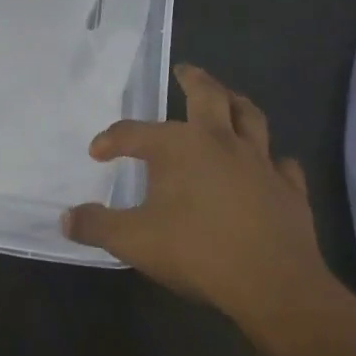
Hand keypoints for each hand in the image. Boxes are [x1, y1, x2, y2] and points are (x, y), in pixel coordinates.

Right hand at [62, 64, 355, 337]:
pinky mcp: (289, 189)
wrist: (273, 285)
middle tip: (184, 70)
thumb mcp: (133, 241)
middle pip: (209, 96)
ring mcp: (260, 163)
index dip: (112, 140)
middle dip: (193, 79)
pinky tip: (270, 165)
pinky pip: (283, 164)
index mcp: (179, 147)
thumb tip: (65, 219)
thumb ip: (97, 226)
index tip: (98, 153)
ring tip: (229, 99)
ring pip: (251, 118)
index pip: (135, 133)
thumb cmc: (197, 252)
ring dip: (237, 104)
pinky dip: (274, 160)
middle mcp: (221, 142)